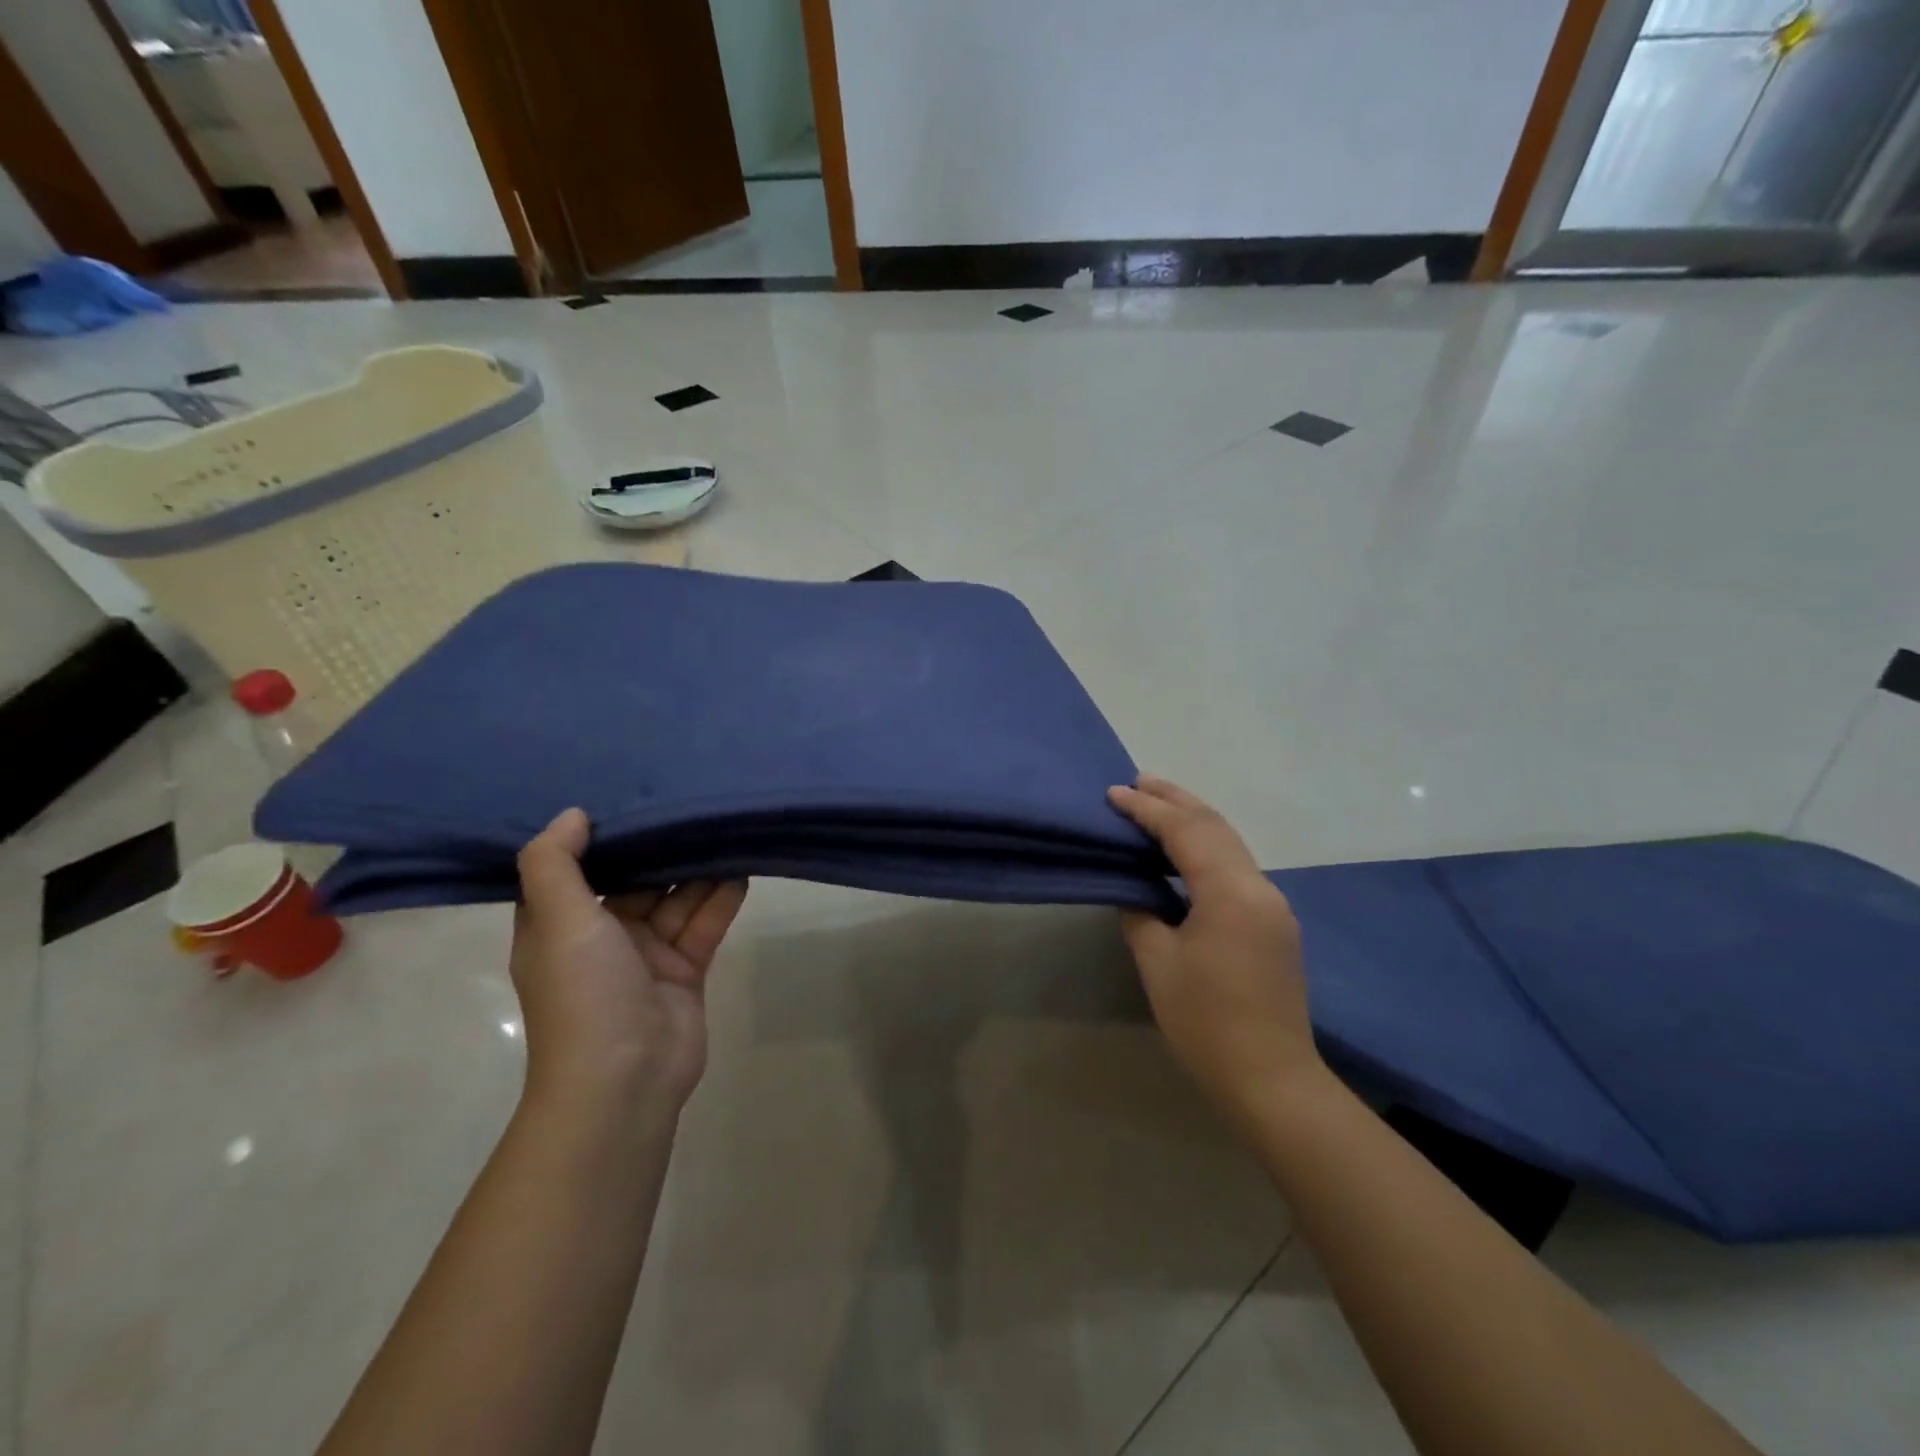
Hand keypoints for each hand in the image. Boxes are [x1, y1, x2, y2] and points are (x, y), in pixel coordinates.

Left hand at [511, 808, 747, 1115]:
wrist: (626, 1080)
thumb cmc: (584, 994)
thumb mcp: (558, 921)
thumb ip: (555, 864)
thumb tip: (573, 815)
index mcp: (559, 926)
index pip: (576, 869)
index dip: (599, 837)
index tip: (628, 796)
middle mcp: (600, 936)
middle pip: (634, 880)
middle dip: (661, 848)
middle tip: (693, 804)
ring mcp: (646, 954)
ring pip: (675, 899)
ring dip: (698, 869)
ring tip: (725, 828)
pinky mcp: (685, 969)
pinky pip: (703, 923)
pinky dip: (721, 898)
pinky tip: (741, 868)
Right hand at [1108, 776, 1324, 1124]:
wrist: (1271, 1080)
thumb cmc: (1206, 1023)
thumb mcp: (1159, 964)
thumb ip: (1141, 913)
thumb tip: (1135, 890)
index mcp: (1230, 892)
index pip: (1185, 832)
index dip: (1147, 809)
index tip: (1113, 793)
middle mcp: (1259, 887)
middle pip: (1215, 826)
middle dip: (1175, 799)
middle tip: (1137, 781)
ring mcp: (1272, 905)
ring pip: (1230, 843)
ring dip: (1193, 820)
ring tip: (1157, 804)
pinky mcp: (1274, 924)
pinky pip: (1236, 867)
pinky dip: (1206, 848)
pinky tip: (1184, 853)